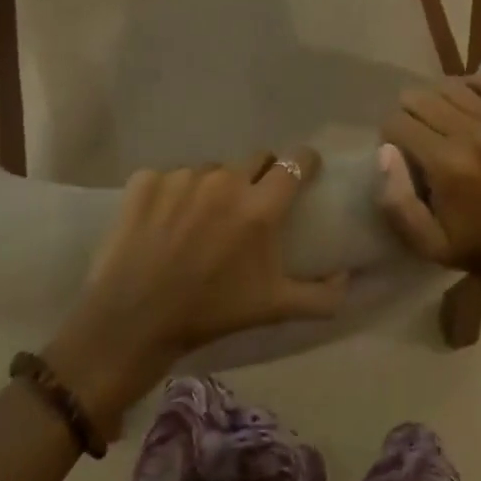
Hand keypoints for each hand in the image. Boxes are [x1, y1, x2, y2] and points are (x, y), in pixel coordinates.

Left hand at [45, 151, 348, 433]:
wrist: (132, 321)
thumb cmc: (210, 314)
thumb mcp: (273, 309)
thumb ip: (321, 296)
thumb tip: (348, 279)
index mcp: (260, 206)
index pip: (296, 162)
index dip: (305, 162)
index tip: (306, 170)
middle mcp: (224, 180)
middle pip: (256, 159)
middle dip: (260, 174)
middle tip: (251, 204)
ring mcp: (183, 176)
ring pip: (212, 169)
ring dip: (215, 187)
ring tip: (201, 220)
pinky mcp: (147, 179)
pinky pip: (171, 177)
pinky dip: (172, 194)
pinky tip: (163, 223)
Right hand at [376, 74, 480, 292]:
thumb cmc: (470, 246)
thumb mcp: (422, 240)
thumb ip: (395, 199)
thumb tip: (385, 150)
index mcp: (448, 165)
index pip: (398, 122)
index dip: (389, 135)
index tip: (399, 151)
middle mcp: (474, 136)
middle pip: (420, 97)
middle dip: (408, 114)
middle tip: (416, 135)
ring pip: (449, 86)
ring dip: (435, 99)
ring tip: (438, 120)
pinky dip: (468, 87)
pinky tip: (463, 104)